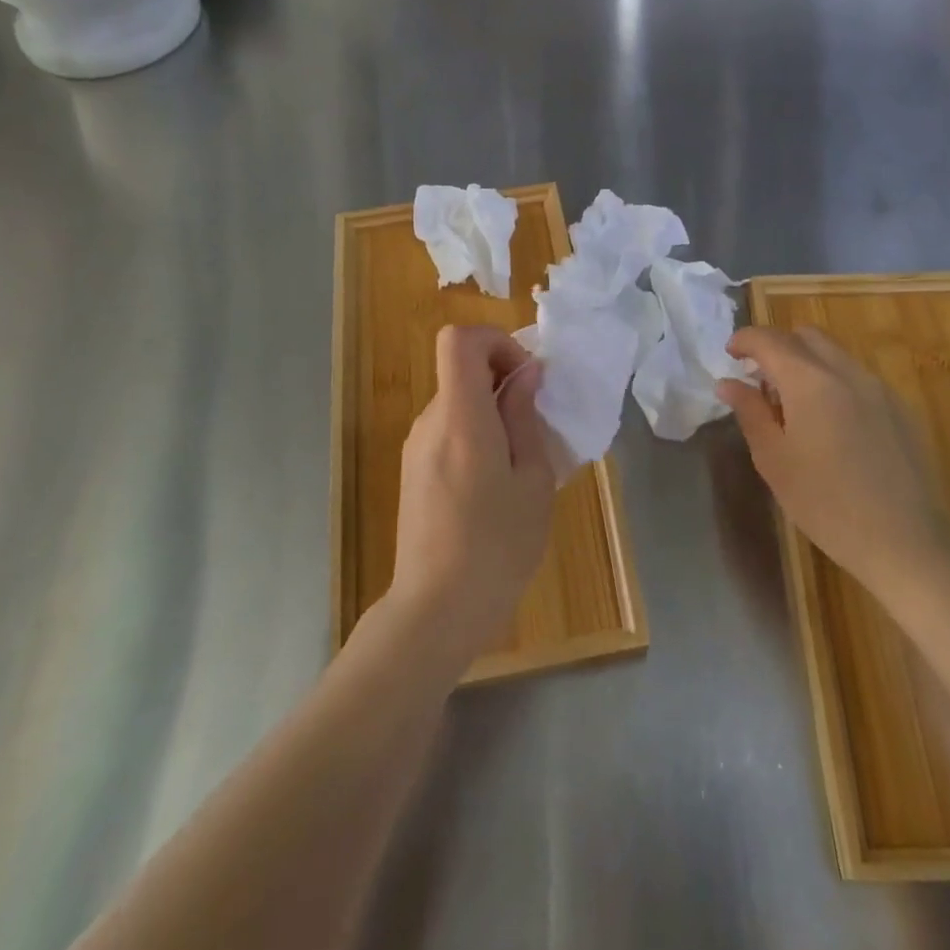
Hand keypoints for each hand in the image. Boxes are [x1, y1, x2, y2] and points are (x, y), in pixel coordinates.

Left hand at [387, 324, 555, 664]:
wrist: (437, 609)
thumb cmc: (498, 546)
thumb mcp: (533, 480)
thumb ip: (525, 418)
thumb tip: (525, 375)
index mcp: (461, 417)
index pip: (459, 340)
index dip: (496, 342)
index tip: (526, 378)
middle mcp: (430, 422)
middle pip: (461, 370)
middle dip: (503, 381)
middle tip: (536, 426)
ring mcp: (415, 447)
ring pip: (457, 402)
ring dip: (492, 412)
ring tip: (520, 464)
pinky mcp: (413, 471)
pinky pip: (448, 431)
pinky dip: (476, 436)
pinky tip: (494, 486)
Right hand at [718, 325, 942, 594]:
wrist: (904, 540)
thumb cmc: (825, 503)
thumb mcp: (774, 459)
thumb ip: (750, 412)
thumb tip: (728, 382)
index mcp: (810, 381)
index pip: (770, 339)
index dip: (745, 340)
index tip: (729, 354)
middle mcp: (846, 372)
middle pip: (806, 337)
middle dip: (777, 346)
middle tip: (759, 379)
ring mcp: (878, 388)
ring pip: (835, 355)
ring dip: (806, 363)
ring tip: (792, 404)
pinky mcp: (899, 408)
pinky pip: (857, 377)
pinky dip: (833, 381)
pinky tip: (829, 424)